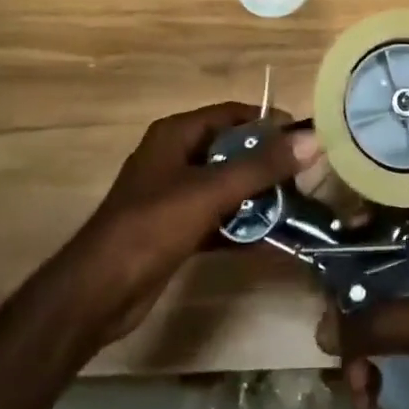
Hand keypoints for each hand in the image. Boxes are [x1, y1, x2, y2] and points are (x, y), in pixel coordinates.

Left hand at [57, 103, 317, 349]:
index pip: (231, 114)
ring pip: (224, 185)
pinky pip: (216, 216)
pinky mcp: (174, 229)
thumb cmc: (152, 227)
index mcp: (175, 134)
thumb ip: (261, 166)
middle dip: (264, 163)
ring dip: (255, 196)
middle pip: (230, 149)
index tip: (302, 138)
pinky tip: (268, 238)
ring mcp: (172, 195)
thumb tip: (312, 139)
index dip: (266, 122)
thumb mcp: (210, 191)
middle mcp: (174, 157)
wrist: (97, 294)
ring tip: (293, 207)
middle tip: (302, 177)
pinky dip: (238, 224)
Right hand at [317, 207, 408, 408]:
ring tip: (357, 388)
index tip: (333, 239)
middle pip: (373, 266)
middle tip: (332, 336)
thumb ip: (377, 323)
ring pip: (373, 313)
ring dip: (356, 350)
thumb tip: (324, 332)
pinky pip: (382, 351)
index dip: (365, 214)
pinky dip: (369, 374)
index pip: (398, 210)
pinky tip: (368, 405)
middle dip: (348, 303)